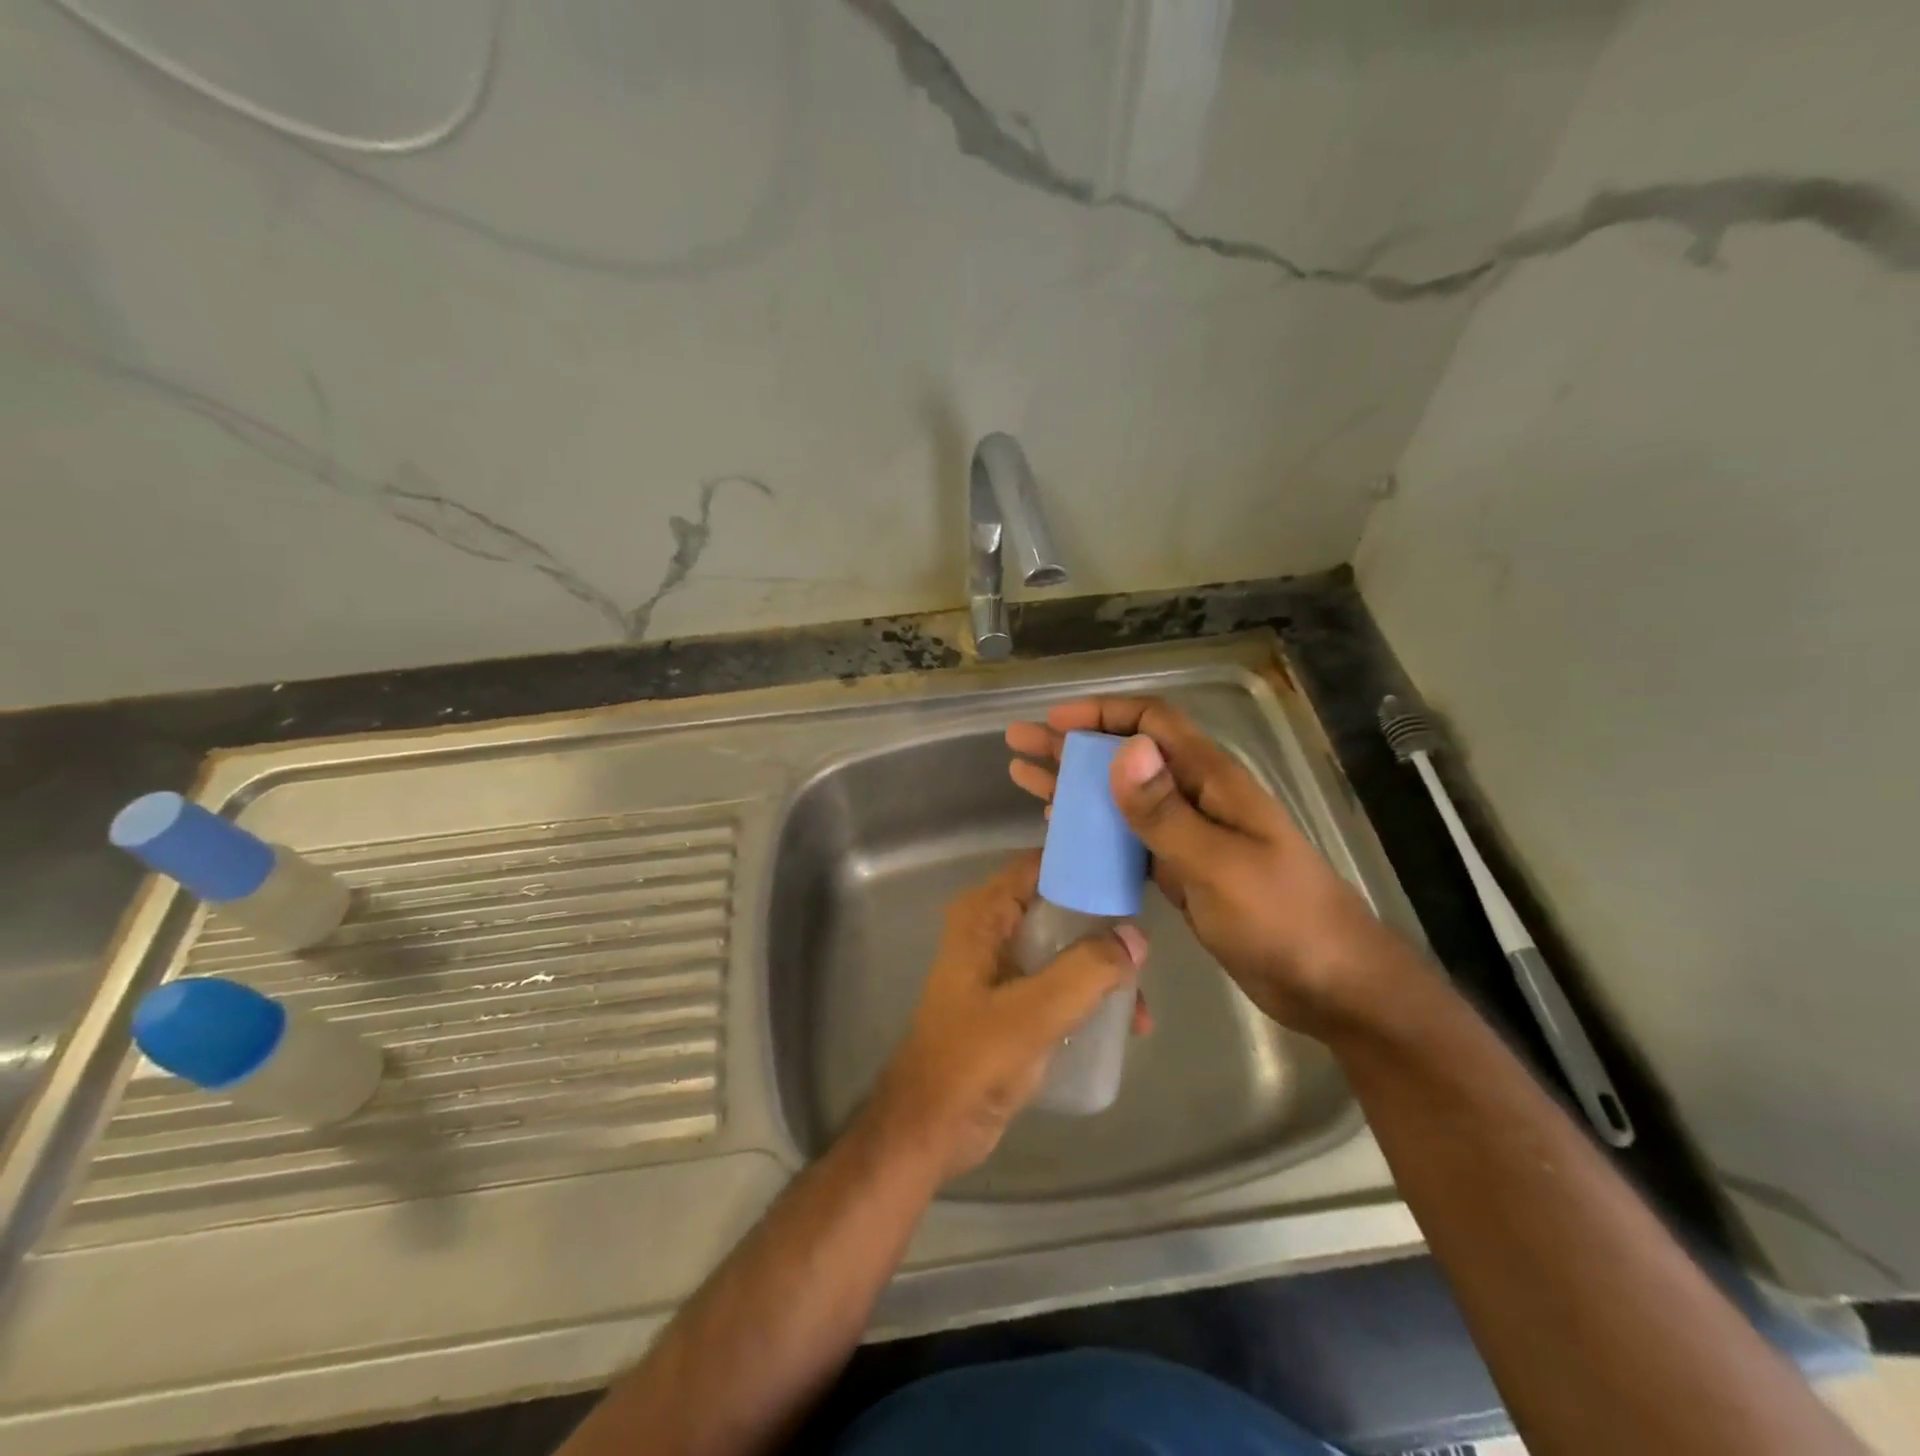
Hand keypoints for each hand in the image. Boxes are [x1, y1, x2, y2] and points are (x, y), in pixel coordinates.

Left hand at [866, 853, 1146, 1182]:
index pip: (1040, 865)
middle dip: (1105, 926)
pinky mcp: (1012, 1001)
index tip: (1134, 873)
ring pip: (1064, 947)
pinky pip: (1060, 981)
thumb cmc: (972, 1061)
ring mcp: (1001, 966)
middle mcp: (991, 930)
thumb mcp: (1034, 1012)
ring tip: (1141, 1009)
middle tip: (1149, 948)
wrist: (930, 1128)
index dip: (1084, 864)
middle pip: (1059, 905)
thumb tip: (1135, 936)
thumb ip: (1086, 970)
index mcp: (984, 915)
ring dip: (1103, 969)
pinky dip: (1089, 995)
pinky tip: (1123, 1026)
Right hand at [1007, 698, 1407, 1037]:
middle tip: (1019, 744)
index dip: (1102, 715)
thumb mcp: (1220, 864)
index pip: (1153, 724)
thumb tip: (1123, 750)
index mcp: (1213, 781)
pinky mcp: (1181, 871)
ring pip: (1121, 797)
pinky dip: (1092, 828)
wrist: (1330, 984)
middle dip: (1072, 746)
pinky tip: (1060, 828)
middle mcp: (1197, 798)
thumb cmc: (1283, 919)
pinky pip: (1127, 838)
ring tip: (1024, 777)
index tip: (1053, 722)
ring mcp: (1189, 836)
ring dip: (1074, 784)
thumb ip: (1166, 812)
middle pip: (1127, 756)